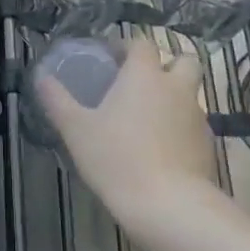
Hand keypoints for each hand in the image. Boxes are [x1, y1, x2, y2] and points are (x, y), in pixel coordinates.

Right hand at [34, 37, 221, 234]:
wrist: (169, 207)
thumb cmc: (117, 158)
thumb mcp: (76, 129)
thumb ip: (57, 100)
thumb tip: (42, 78)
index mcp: (145, 75)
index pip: (142, 43)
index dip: (127, 46)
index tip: (111, 59)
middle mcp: (176, 88)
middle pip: (183, 61)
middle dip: (166, 65)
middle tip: (140, 83)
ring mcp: (197, 117)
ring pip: (189, 94)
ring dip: (172, 98)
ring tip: (146, 121)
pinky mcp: (207, 146)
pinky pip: (193, 125)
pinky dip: (179, 128)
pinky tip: (160, 150)